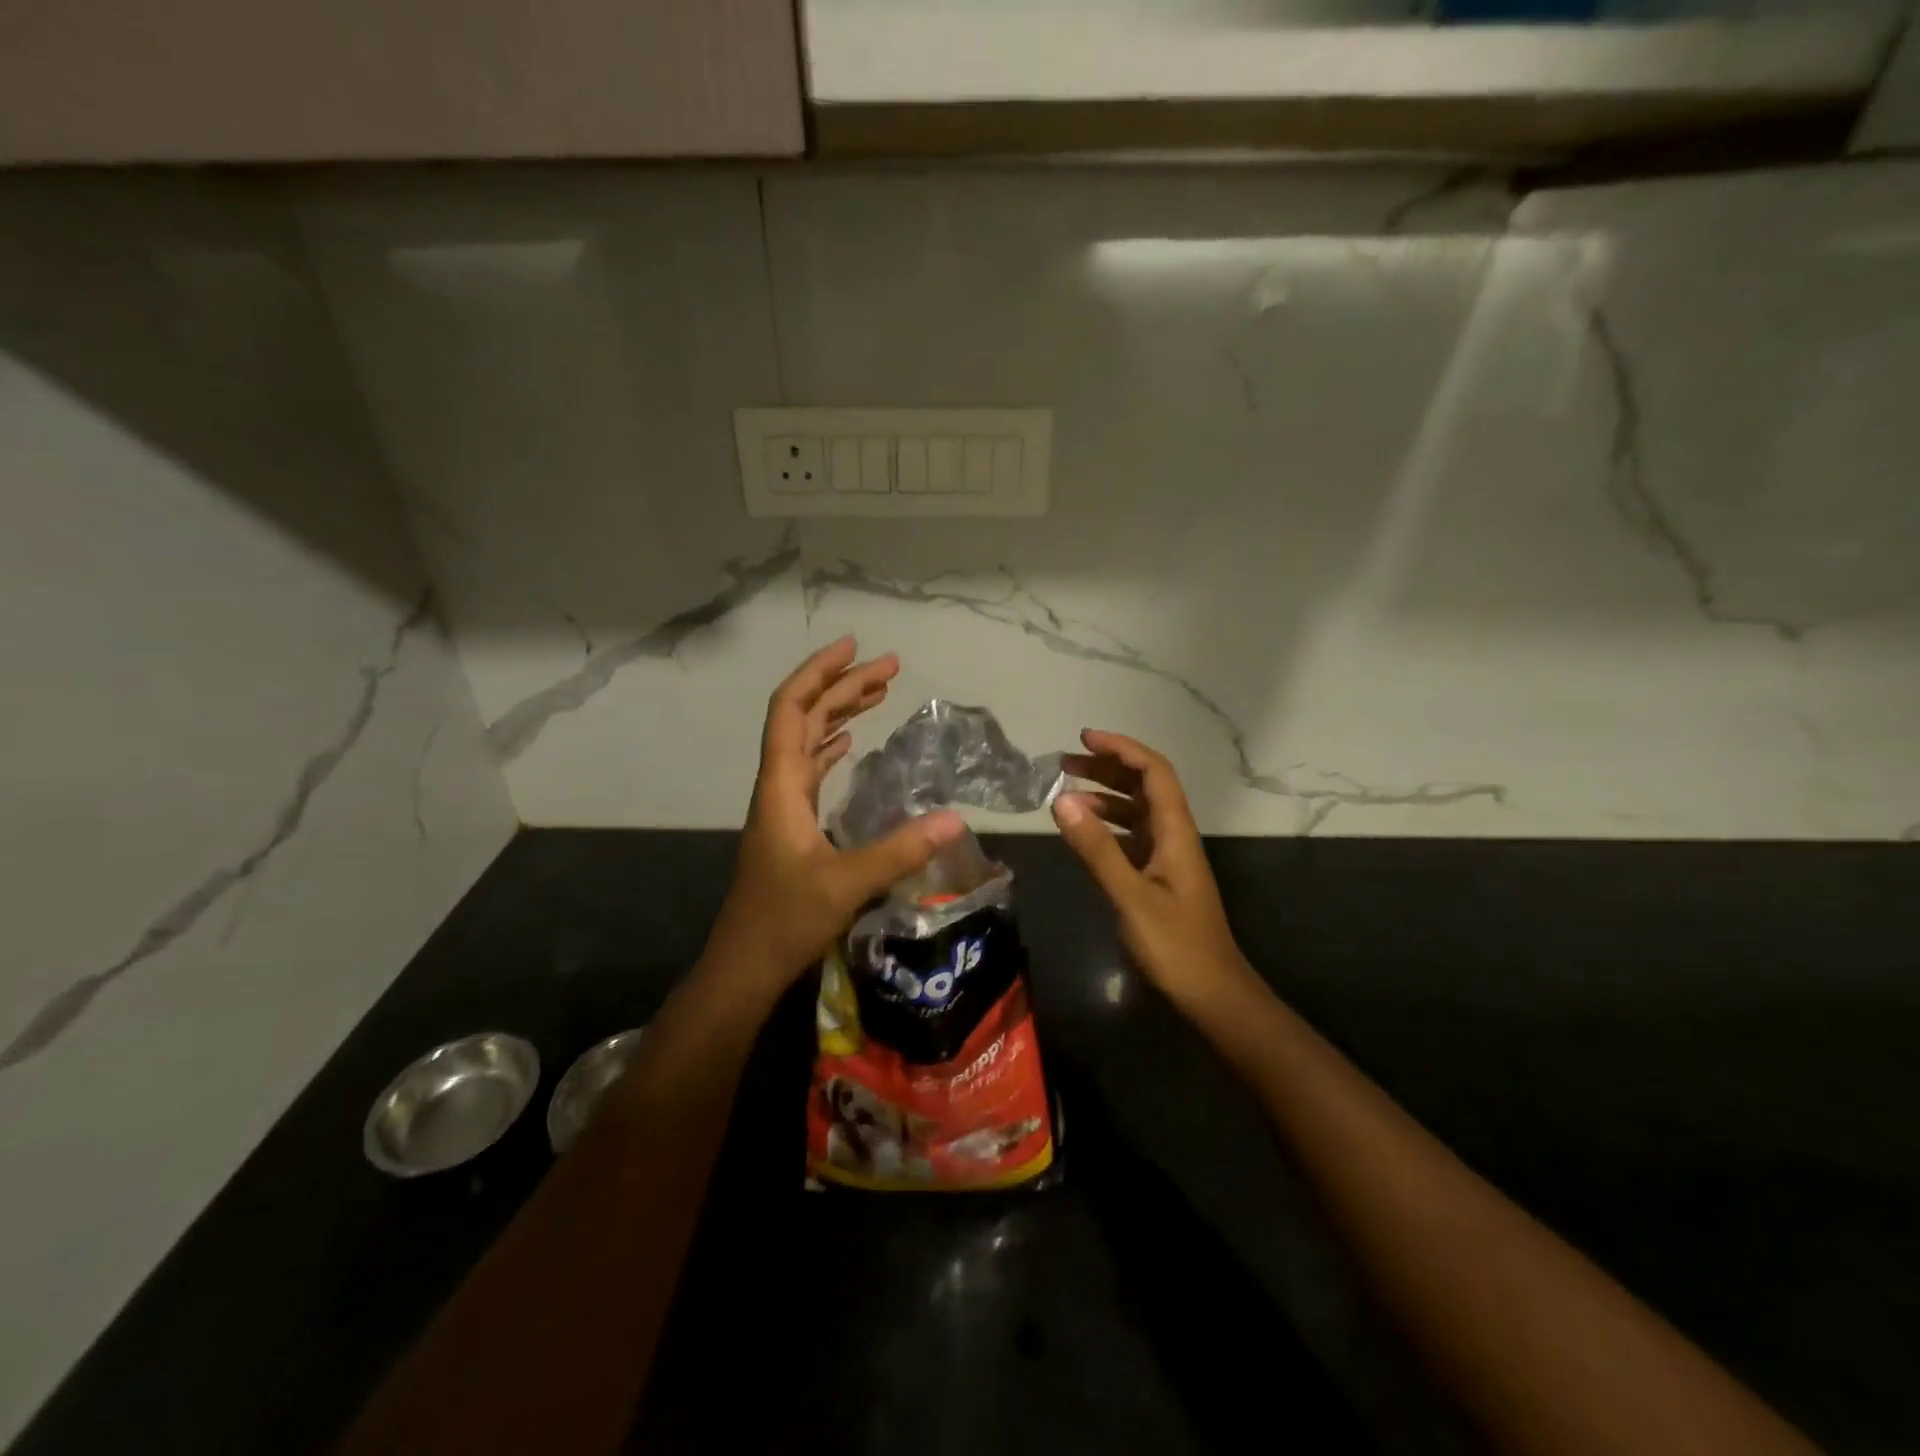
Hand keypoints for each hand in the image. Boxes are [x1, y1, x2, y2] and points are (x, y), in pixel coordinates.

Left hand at [704, 638, 964, 994]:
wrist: (745, 966)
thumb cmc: (784, 920)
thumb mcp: (846, 883)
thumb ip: (900, 849)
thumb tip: (956, 818)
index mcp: (781, 785)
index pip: (791, 709)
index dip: (820, 672)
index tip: (856, 648)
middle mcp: (778, 785)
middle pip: (803, 717)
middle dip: (842, 686)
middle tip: (889, 668)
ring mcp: (783, 806)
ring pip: (807, 741)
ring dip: (838, 712)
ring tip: (877, 693)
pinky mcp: (792, 826)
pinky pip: (811, 769)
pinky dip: (831, 746)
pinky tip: (850, 743)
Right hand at [1053, 730, 1252, 1012]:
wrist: (1212, 995)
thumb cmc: (1176, 946)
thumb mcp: (1131, 896)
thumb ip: (1097, 848)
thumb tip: (1062, 800)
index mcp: (1175, 832)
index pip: (1154, 772)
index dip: (1122, 749)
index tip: (1084, 739)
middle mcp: (1174, 836)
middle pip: (1145, 786)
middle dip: (1107, 768)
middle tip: (1065, 763)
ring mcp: (1167, 858)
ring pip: (1137, 811)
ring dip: (1105, 796)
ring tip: (1066, 793)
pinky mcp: (1158, 878)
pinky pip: (1131, 837)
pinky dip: (1107, 826)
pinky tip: (1083, 832)